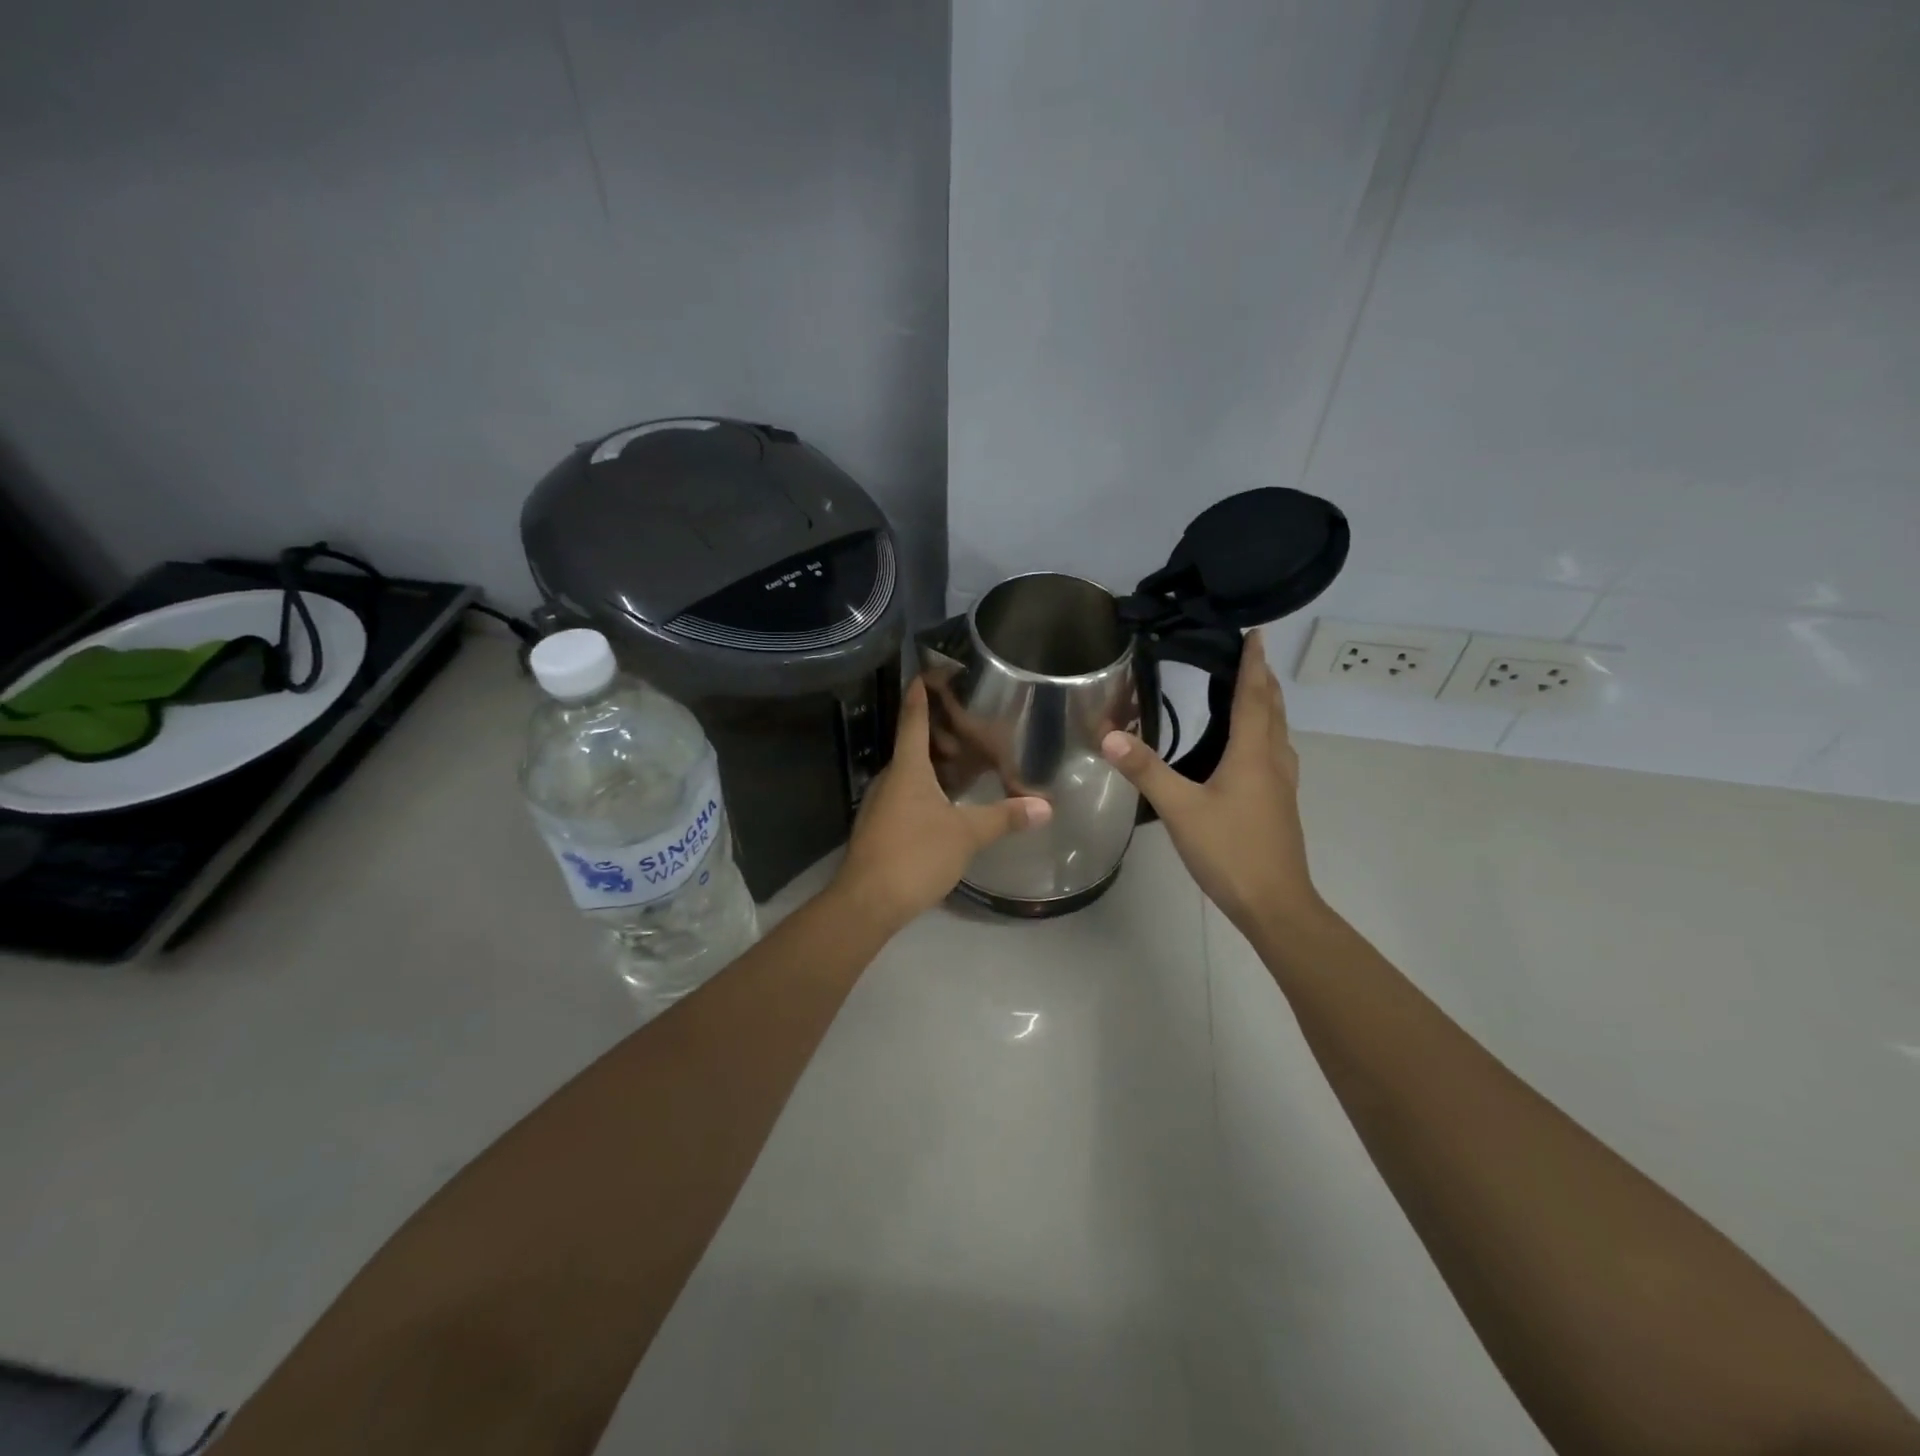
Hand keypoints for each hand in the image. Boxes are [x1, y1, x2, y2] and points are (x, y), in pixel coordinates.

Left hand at [835, 678, 1051, 930]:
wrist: (867, 902)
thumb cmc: (915, 855)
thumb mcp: (966, 834)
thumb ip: (1004, 817)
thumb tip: (1045, 806)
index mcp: (906, 768)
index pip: (912, 719)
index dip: (920, 693)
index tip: (927, 670)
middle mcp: (889, 778)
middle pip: (913, 745)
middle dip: (939, 732)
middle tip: (971, 721)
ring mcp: (881, 804)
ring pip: (910, 773)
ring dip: (935, 764)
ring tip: (967, 760)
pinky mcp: (880, 827)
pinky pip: (907, 795)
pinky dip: (928, 789)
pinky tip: (948, 800)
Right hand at [1100, 630, 1322, 937]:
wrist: (1275, 903)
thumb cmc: (1230, 850)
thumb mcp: (1180, 809)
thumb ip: (1146, 770)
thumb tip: (1109, 735)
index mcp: (1253, 754)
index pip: (1254, 697)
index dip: (1254, 664)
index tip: (1257, 634)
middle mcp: (1273, 762)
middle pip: (1273, 711)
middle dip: (1263, 680)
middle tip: (1251, 656)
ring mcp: (1280, 786)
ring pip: (1277, 733)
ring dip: (1267, 707)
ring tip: (1252, 692)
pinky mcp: (1279, 805)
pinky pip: (1274, 755)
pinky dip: (1264, 735)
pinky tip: (1250, 751)